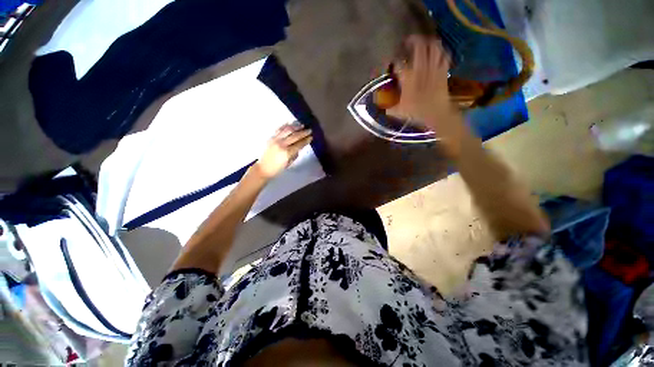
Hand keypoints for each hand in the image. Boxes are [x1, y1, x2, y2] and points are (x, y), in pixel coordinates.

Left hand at [253, 123, 312, 179]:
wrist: (263, 168)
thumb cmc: (277, 169)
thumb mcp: (289, 163)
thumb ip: (294, 154)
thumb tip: (299, 147)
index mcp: (287, 153)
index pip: (299, 144)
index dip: (306, 140)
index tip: (311, 137)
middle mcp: (282, 144)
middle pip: (295, 136)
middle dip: (303, 132)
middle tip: (309, 130)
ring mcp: (275, 140)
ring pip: (287, 130)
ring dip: (296, 127)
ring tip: (301, 125)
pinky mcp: (271, 138)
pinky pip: (279, 129)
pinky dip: (285, 126)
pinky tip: (290, 123)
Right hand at [390, 35, 457, 130]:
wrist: (437, 113)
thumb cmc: (417, 112)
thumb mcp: (399, 112)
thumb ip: (390, 108)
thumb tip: (384, 108)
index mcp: (408, 78)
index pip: (399, 63)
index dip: (394, 61)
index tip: (392, 62)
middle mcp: (421, 68)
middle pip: (419, 46)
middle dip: (413, 40)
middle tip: (409, 41)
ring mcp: (434, 67)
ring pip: (434, 46)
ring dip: (428, 42)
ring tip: (424, 42)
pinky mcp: (443, 70)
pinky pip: (444, 54)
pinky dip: (441, 51)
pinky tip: (437, 52)